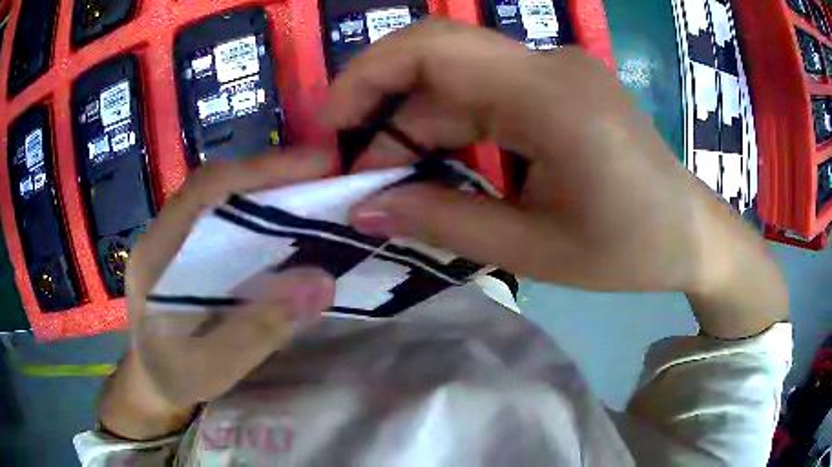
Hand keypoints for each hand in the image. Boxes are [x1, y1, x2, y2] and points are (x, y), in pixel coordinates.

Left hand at [99, 151, 336, 439]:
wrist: (152, 385)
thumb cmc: (173, 379)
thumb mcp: (211, 368)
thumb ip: (257, 330)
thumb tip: (321, 283)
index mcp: (157, 254)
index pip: (205, 190)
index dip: (258, 170)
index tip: (316, 165)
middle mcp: (163, 235)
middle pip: (216, 185)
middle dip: (270, 174)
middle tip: (326, 177)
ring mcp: (174, 242)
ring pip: (221, 198)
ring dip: (266, 190)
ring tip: (314, 195)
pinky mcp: (187, 254)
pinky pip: (223, 220)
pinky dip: (257, 214)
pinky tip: (283, 227)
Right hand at [322, 20, 786, 337]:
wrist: (691, 235)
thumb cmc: (631, 250)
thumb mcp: (536, 250)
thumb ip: (446, 223)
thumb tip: (365, 209)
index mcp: (551, 95)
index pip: (432, 46)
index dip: (365, 75)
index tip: (329, 125)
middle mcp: (549, 65)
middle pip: (439, 62)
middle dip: (384, 112)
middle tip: (358, 175)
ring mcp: (556, 73)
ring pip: (460, 83)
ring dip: (420, 130)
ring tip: (396, 187)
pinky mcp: (560, 89)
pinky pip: (489, 95)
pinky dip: (455, 130)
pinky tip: (445, 170)